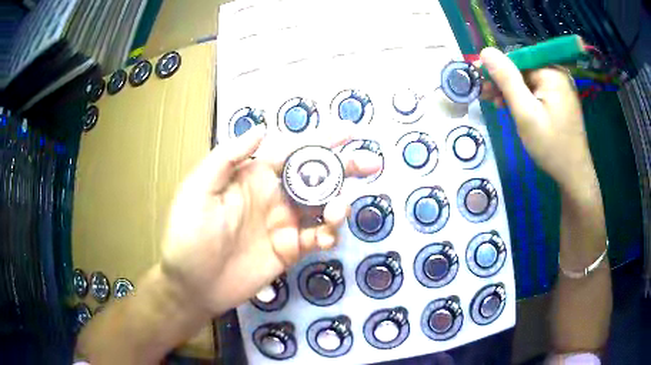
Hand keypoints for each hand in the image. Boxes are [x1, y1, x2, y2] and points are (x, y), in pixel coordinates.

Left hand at [159, 126, 381, 315]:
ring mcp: (284, 224)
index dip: (321, 140)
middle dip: (344, 167)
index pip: (293, 151)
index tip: (348, 133)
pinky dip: (329, 234)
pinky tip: (327, 235)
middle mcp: (274, 196)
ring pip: (322, 206)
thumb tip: (261, 128)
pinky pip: (317, 237)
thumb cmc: (189, 234)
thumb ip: (228, 157)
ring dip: (339, 204)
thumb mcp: (199, 189)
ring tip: (339, 210)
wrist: (193, 284)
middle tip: (370, 163)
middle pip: (316, 176)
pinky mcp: (289, 249)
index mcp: (254, 176)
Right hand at [479, 47, 594, 190]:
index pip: (517, 59)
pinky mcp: (560, 100)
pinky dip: (523, 99)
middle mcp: (557, 74)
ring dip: (511, 91)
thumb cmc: (551, 146)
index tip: (477, 79)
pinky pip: (537, 92)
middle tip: (484, 95)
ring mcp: (560, 88)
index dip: (495, 68)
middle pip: (523, 70)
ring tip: (496, 104)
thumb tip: (486, 52)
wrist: (574, 175)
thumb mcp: (525, 113)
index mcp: (551, 72)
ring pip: (528, 82)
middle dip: (503, 82)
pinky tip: (513, 108)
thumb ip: (507, 80)